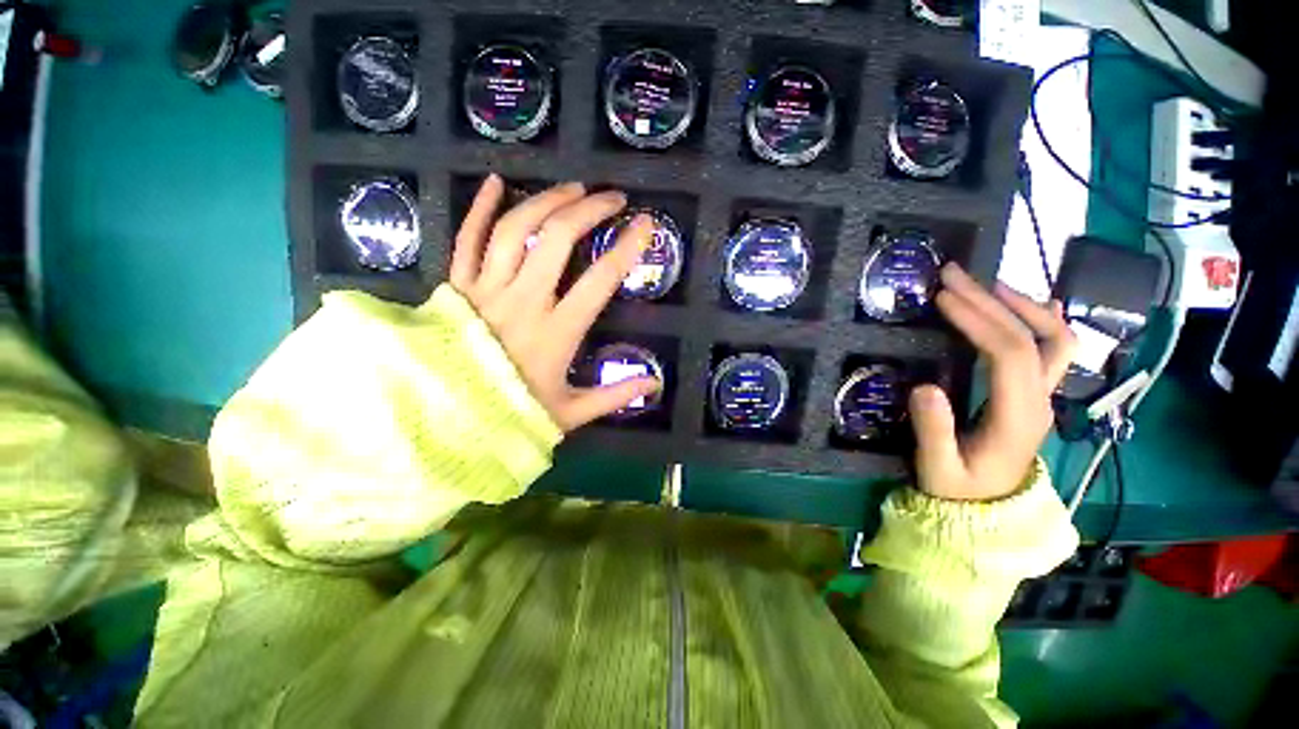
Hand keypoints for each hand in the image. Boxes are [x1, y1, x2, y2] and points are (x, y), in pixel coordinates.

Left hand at [449, 174, 660, 431]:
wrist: (445, 418)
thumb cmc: (511, 413)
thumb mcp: (570, 412)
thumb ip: (614, 396)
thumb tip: (654, 384)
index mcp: (556, 332)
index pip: (600, 280)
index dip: (627, 248)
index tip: (646, 224)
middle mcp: (523, 301)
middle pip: (558, 238)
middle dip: (590, 210)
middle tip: (612, 198)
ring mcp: (486, 289)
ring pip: (517, 230)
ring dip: (547, 202)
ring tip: (573, 189)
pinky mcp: (458, 286)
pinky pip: (467, 238)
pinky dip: (481, 207)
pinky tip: (498, 182)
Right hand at [909, 263, 1076, 500]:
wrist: (986, 510)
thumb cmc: (958, 490)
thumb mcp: (937, 467)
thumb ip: (933, 431)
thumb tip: (923, 386)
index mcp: (1018, 417)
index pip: (1010, 354)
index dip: (979, 320)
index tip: (943, 298)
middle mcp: (1040, 400)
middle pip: (1033, 338)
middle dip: (993, 300)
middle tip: (954, 275)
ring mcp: (1043, 397)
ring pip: (1056, 340)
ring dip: (1022, 305)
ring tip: (986, 283)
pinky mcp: (1034, 396)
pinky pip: (1051, 350)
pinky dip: (1040, 321)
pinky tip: (1028, 305)